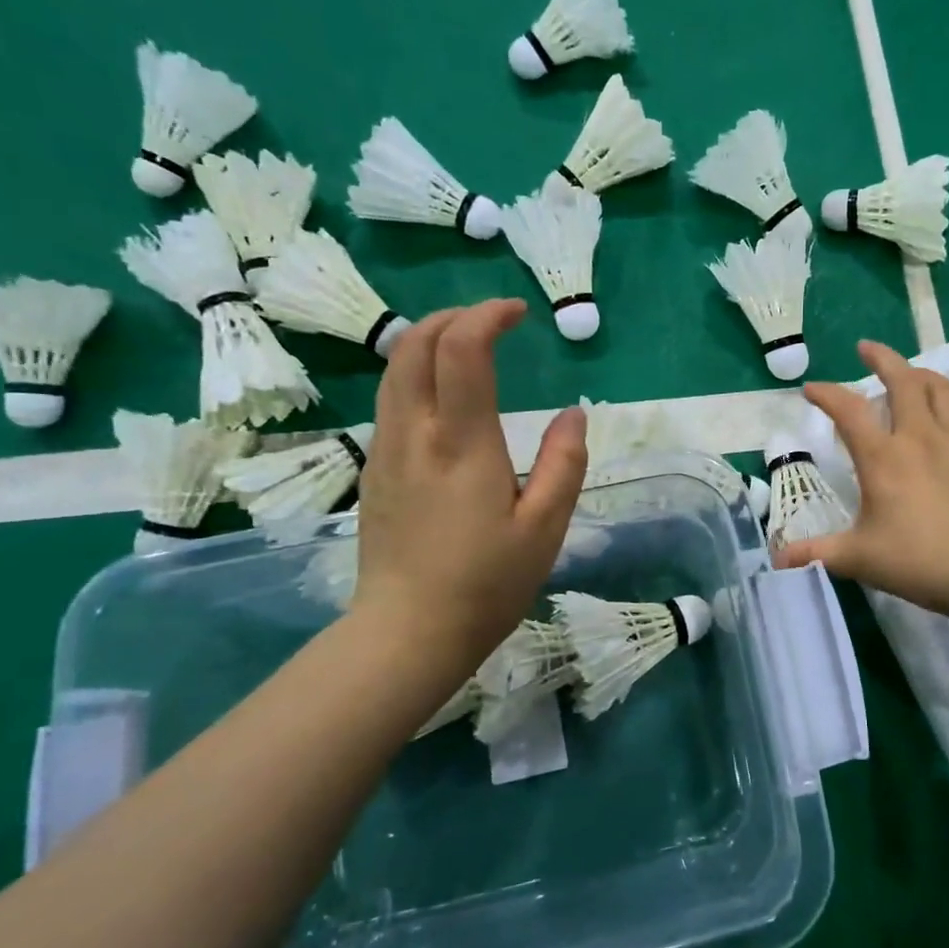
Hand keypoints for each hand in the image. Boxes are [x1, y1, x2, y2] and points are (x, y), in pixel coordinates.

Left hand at [352, 300, 587, 677]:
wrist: (407, 634)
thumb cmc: (486, 583)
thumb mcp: (545, 528)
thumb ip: (564, 463)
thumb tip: (574, 414)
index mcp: (462, 444)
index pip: (461, 350)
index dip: (488, 316)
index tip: (519, 314)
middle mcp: (414, 435)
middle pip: (414, 345)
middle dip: (453, 317)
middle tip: (494, 322)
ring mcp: (386, 452)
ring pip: (394, 370)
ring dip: (430, 342)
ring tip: (469, 348)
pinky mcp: (375, 472)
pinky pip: (391, 401)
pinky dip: (417, 374)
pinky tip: (445, 398)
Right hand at [779, 340, 948, 620]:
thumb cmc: (921, 562)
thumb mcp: (860, 560)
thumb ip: (817, 554)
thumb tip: (778, 559)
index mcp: (883, 457)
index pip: (848, 410)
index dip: (826, 393)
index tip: (811, 388)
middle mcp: (920, 436)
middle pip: (902, 379)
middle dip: (882, 358)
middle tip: (867, 349)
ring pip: (941, 388)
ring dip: (921, 375)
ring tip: (910, 375)